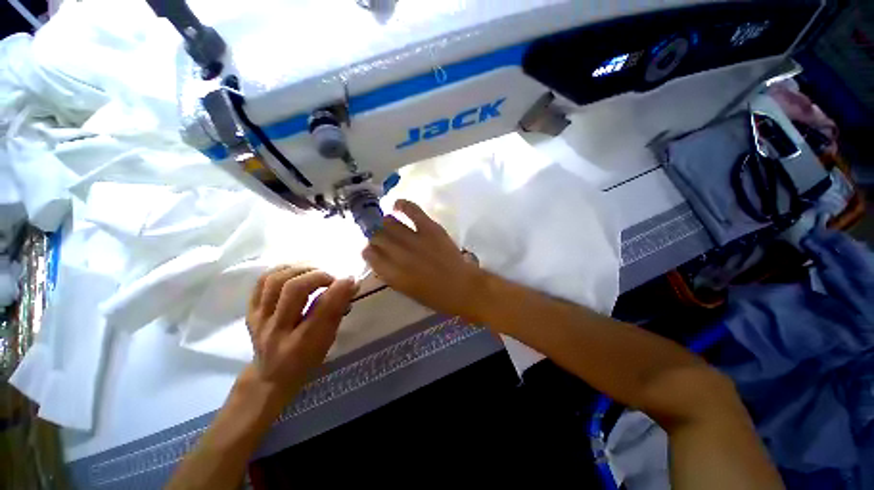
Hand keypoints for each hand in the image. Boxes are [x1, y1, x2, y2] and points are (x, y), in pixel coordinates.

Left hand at [245, 266, 356, 396]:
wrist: (270, 377)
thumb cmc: (307, 359)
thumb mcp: (328, 341)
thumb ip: (338, 311)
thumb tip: (351, 283)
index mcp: (302, 344)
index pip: (322, 309)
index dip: (339, 289)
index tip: (351, 279)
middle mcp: (277, 331)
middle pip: (294, 290)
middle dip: (319, 276)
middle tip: (332, 278)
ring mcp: (259, 320)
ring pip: (274, 281)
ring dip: (300, 269)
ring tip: (314, 271)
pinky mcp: (249, 312)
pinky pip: (260, 282)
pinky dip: (281, 270)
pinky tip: (296, 270)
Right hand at [363, 199, 484, 319]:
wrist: (462, 287)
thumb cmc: (434, 296)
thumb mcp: (406, 290)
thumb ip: (390, 273)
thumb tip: (380, 258)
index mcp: (392, 274)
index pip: (370, 255)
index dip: (369, 250)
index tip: (371, 249)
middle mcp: (399, 255)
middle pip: (377, 237)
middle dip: (376, 236)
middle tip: (381, 236)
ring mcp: (415, 239)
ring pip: (390, 223)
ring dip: (386, 223)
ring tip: (388, 223)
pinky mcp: (430, 228)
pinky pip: (412, 210)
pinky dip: (402, 205)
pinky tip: (397, 205)